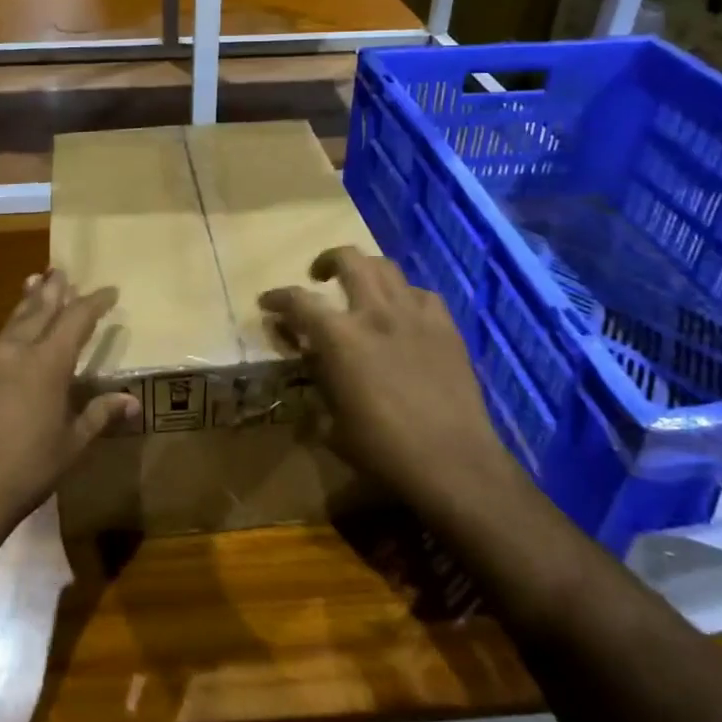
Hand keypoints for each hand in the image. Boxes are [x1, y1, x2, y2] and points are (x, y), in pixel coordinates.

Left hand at [0, 270, 139, 538]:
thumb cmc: (27, 467)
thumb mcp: (72, 443)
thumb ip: (99, 415)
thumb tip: (132, 402)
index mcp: (47, 361)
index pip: (76, 318)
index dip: (94, 302)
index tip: (110, 291)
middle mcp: (18, 351)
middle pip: (39, 309)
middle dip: (53, 290)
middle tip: (62, 270)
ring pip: (15, 320)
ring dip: (29, 301)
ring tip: (36, 283)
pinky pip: (1, 338)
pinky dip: (15, 324)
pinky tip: (16, 332)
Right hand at [260, 246, 507, 520]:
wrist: (453, 462)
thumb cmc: (382, 450)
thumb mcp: (332, 424)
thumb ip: (316, 384)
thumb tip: (308, 365)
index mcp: (339, 337)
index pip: (298, 301)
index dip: (277, 298)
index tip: (268, 302)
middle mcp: (374, 312)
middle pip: (348, 260)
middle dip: (327, 260)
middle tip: (319, 276)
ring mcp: (414, 315)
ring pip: (386, 267)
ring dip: (365, 270)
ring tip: (360, 286)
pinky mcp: (445, 326)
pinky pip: (421, 294)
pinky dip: (404, 295)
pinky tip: (402, 313)